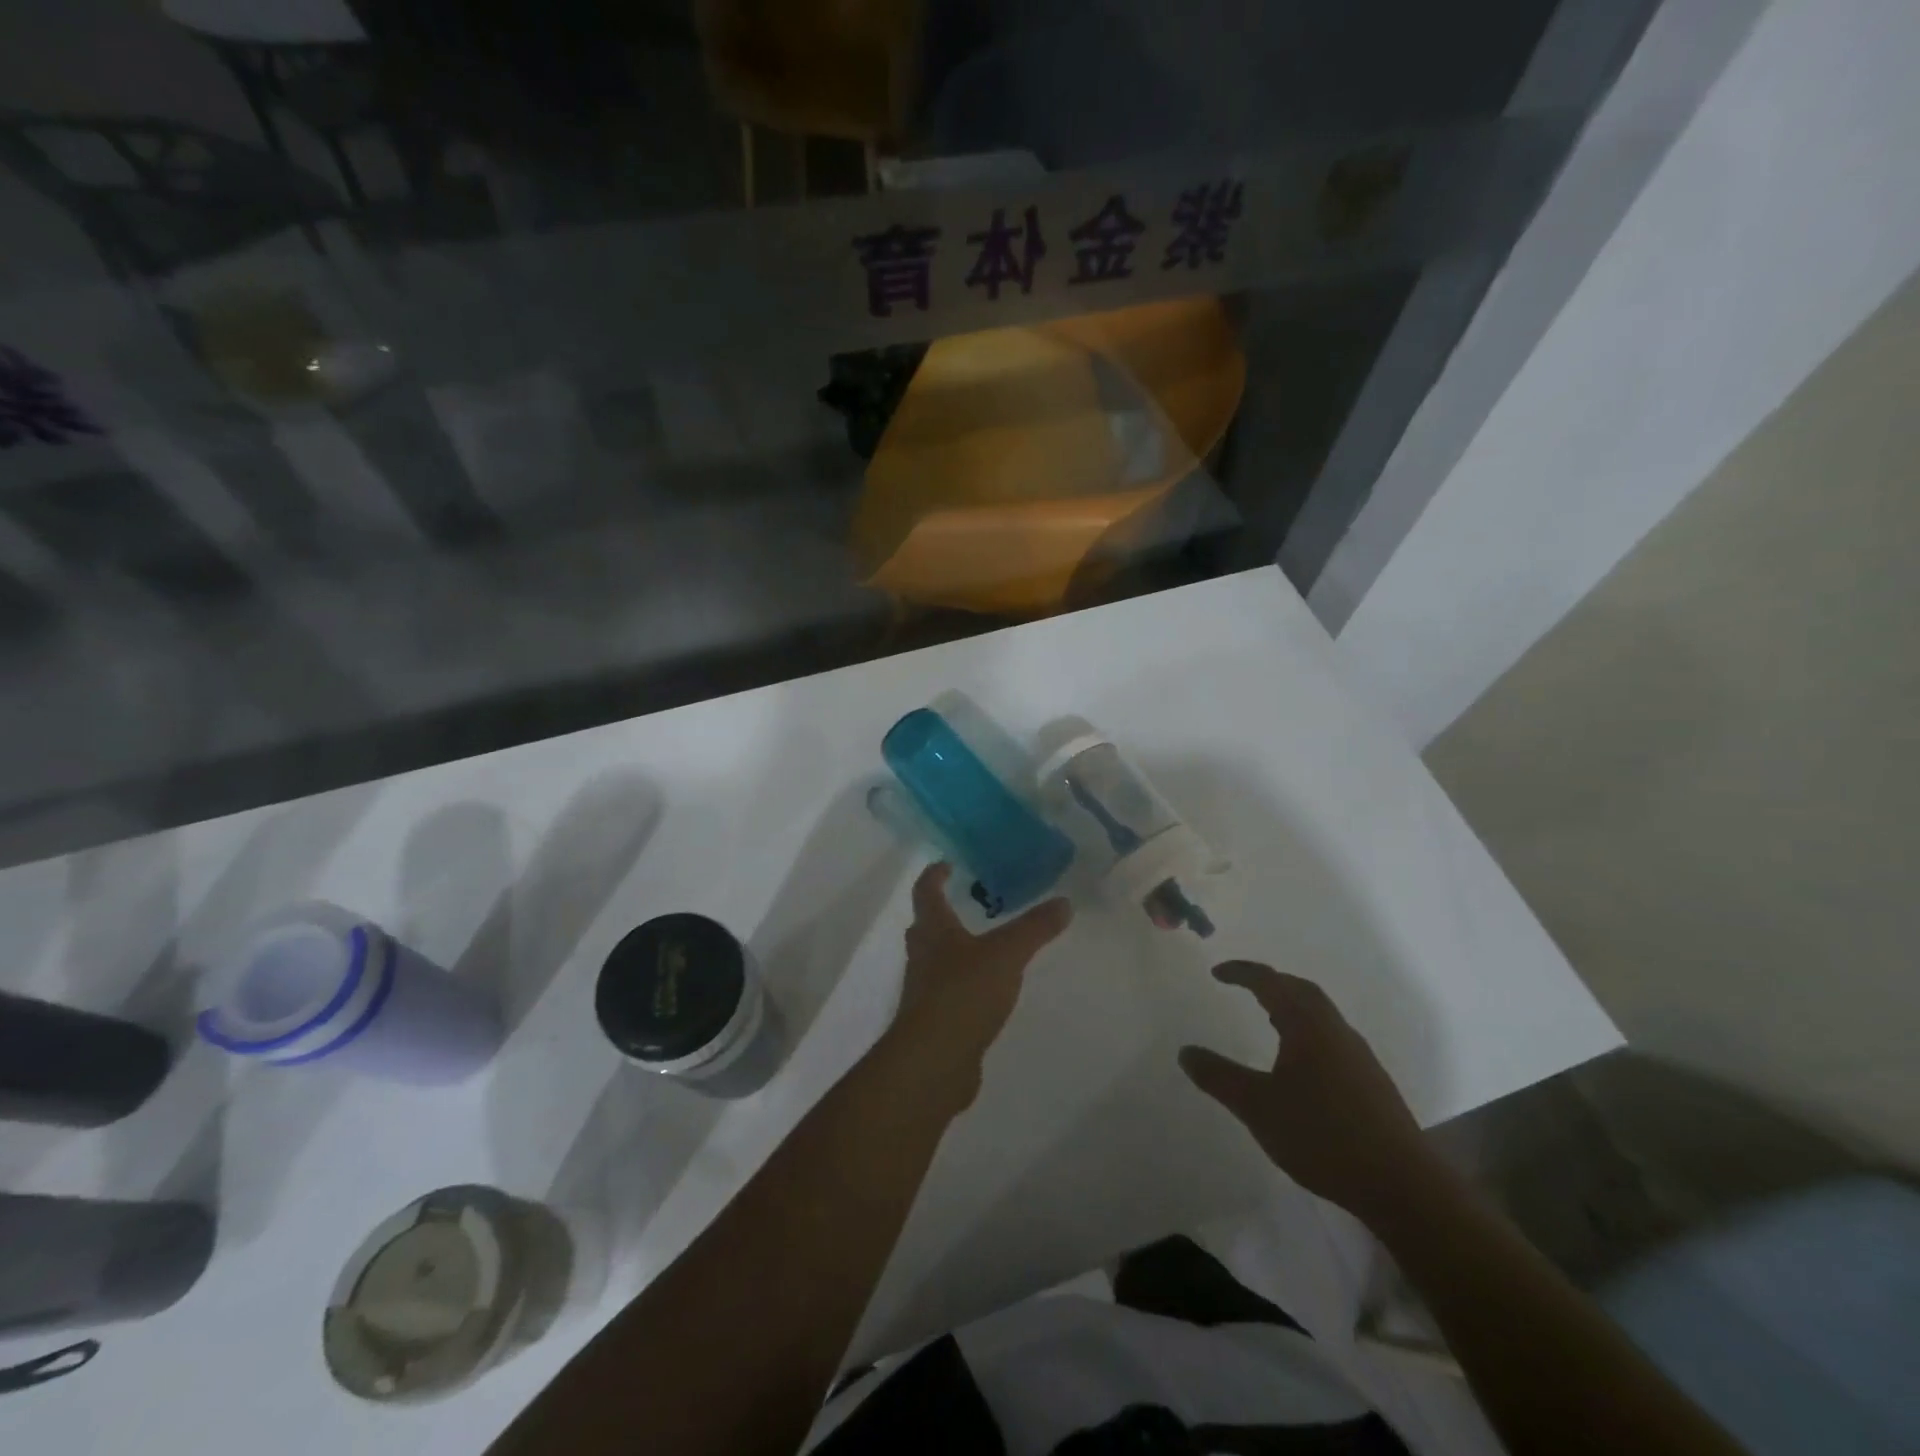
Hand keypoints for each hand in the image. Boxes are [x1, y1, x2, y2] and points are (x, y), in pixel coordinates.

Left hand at [877, 863, 1071, 1111]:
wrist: (935, 1060)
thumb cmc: (964, 992)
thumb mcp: (1007, 954)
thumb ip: (1035, 928)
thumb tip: (1064, 902)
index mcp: (934, 931)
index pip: (926, 892)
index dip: (934, 876)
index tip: (946, 864)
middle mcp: (922, 957)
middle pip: (924, 927)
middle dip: (939, 914)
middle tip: (962, 904)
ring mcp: (924, 992)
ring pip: (933, 961)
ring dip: (949, 950)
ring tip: (978, 948)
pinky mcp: (933, 1023)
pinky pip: (945, 994)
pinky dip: (960, 986)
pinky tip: (982, 994)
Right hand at [1179, 962, 1434, 1217]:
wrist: (1402, 1186)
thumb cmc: (1322, 1136)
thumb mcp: (1257, 1107)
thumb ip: (1218, 1077)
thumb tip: (1185, 1051)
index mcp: (1308, 1026)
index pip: (1270, 982)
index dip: (1242, 972)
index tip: (1217, 973)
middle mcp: (1336, 1031)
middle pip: (1302, 991)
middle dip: (1271, 983)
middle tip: (1244, 987)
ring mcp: (1359, 1057)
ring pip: (1321, 1015)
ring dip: (1292, 1007)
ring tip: (1268, 1018)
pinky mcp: (1372, 1083)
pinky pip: (1333, 1038)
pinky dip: (1308, 1032)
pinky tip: (1301, 1063)